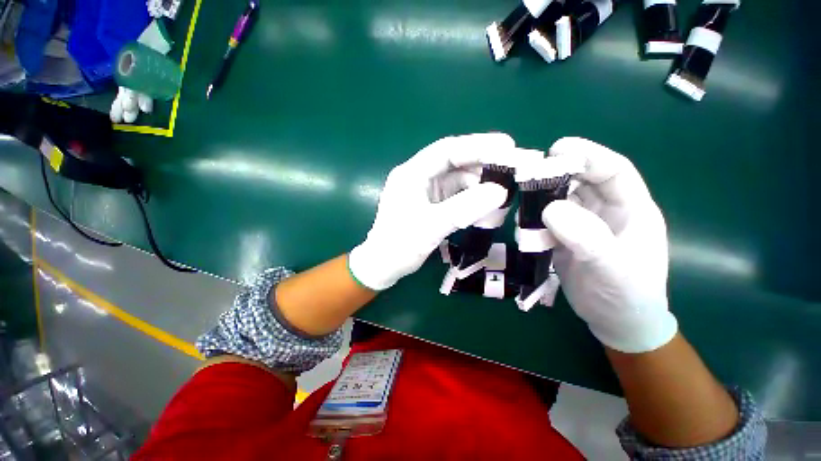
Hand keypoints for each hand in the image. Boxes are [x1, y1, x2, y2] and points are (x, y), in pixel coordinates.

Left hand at [349, 133, 515, 289]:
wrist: (384, 265)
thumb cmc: (400, 244)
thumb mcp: (431, 225)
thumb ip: (465, 208)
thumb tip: (500, 191)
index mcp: (412, 173)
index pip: (447, 150)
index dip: (477, 146)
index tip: (507, 146)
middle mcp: (419, 177)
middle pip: (455, 163)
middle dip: (483, 165)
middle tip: (514, 168)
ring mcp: (426, 191)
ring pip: (458, 180)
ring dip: (480, 185)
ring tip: (504, 191)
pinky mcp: (432, 205)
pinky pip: (456, 196)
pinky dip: (472, 199)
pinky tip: (487, 205)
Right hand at [541, 137, 676, 352]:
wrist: (614, 322)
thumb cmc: (626, 295)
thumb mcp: (613, 268)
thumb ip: (587, 237)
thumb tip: (551, 208)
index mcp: (631, 209)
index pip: (613, 171)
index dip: (589, 155)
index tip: (556, 150)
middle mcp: (606, 211)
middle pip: (582, 181)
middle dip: (557, 173)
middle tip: (528, 173)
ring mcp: (583, 225)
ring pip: (561, 199)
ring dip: (542, 196)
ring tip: (521, 196)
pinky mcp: (565, 238)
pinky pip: (547, 220)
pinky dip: (534, 218)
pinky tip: (524, 222)